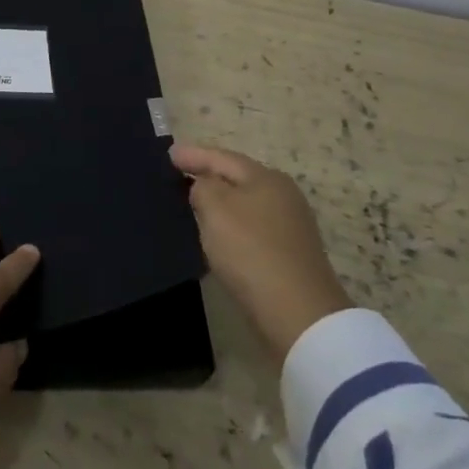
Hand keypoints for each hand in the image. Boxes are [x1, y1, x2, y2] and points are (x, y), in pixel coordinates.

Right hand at [174, 144, 352, 360]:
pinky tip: (218, 234)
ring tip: (194, 203)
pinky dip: (231, 225)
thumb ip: (203, 186)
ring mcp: (290, 226)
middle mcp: (283, 195)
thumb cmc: (251, 250)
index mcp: (266, 177)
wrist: (298, 315)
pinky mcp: (290, 255)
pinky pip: (251, 228)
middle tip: (181, 174)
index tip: (169, 154)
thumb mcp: (216, 208)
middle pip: (238, 178)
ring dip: (220, 202)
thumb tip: (205, 187)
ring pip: (245, 204)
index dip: (194, 154)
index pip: (222, 157)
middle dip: (209, 175)